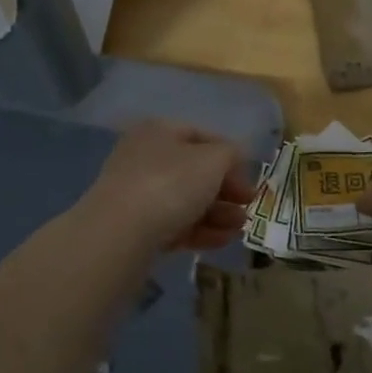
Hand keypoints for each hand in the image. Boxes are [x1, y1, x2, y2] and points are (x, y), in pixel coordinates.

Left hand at [80, 120, 255, 251]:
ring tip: (240, 228)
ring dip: (218, 213)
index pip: (202, 136)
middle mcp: (145, 157)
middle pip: (195, 171)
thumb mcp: (213, 160)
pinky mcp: (136, 227)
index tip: (251, 177)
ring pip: (186, 200)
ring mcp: (137, 194)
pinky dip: (200, 230)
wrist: (121, 232)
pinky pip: (175, 224)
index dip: (231, 155)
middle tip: (248, 205)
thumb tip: (235, 157)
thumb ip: (231, 154)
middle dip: (227, 190)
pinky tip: (221, 240)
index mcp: (159, 131)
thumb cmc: (171, 183)